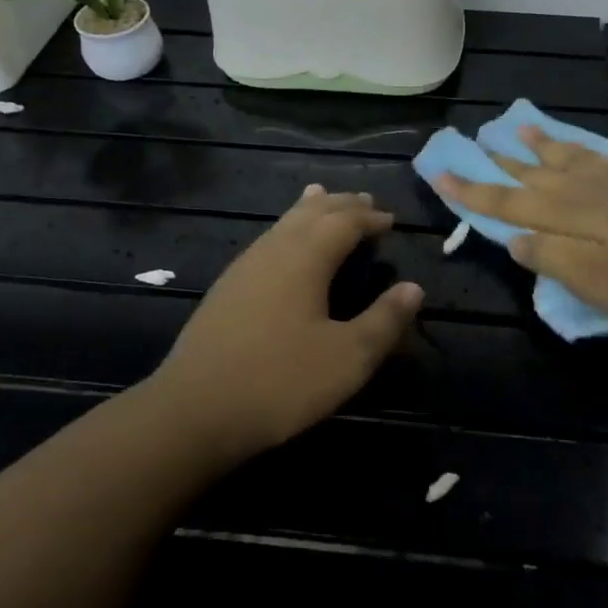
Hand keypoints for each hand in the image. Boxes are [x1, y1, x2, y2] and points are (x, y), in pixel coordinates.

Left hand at [155, 186, 422, 455]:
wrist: (194, 411)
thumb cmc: (280, 382)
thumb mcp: (347, 358)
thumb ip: (384, 321)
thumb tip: (413, 288)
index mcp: (305, 258)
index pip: (344, 222)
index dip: (370, 218)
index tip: (390, 221)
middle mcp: (274, 250)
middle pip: (312, 212)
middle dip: (342, 205)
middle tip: (366, 202)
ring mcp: (244, 267)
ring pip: (283, 223)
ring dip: (310, 210)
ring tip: (322, 197)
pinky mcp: (227, 288)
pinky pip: (267, 240)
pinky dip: (287, 229)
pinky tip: (283, 245)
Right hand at [434, 127, 607, 333]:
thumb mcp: (594, 284)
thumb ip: (550, 258)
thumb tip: (513, 238)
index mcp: (565, 217)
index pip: (507, 202)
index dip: (472, 191)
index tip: (440, 175)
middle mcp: (580, 190)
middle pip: (528, 174)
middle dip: (495, 161)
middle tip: (468, 142)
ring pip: (558, 157)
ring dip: (532, 145)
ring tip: (512, 129)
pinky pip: (591, 153)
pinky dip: (571, 145)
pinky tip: (566, 142)